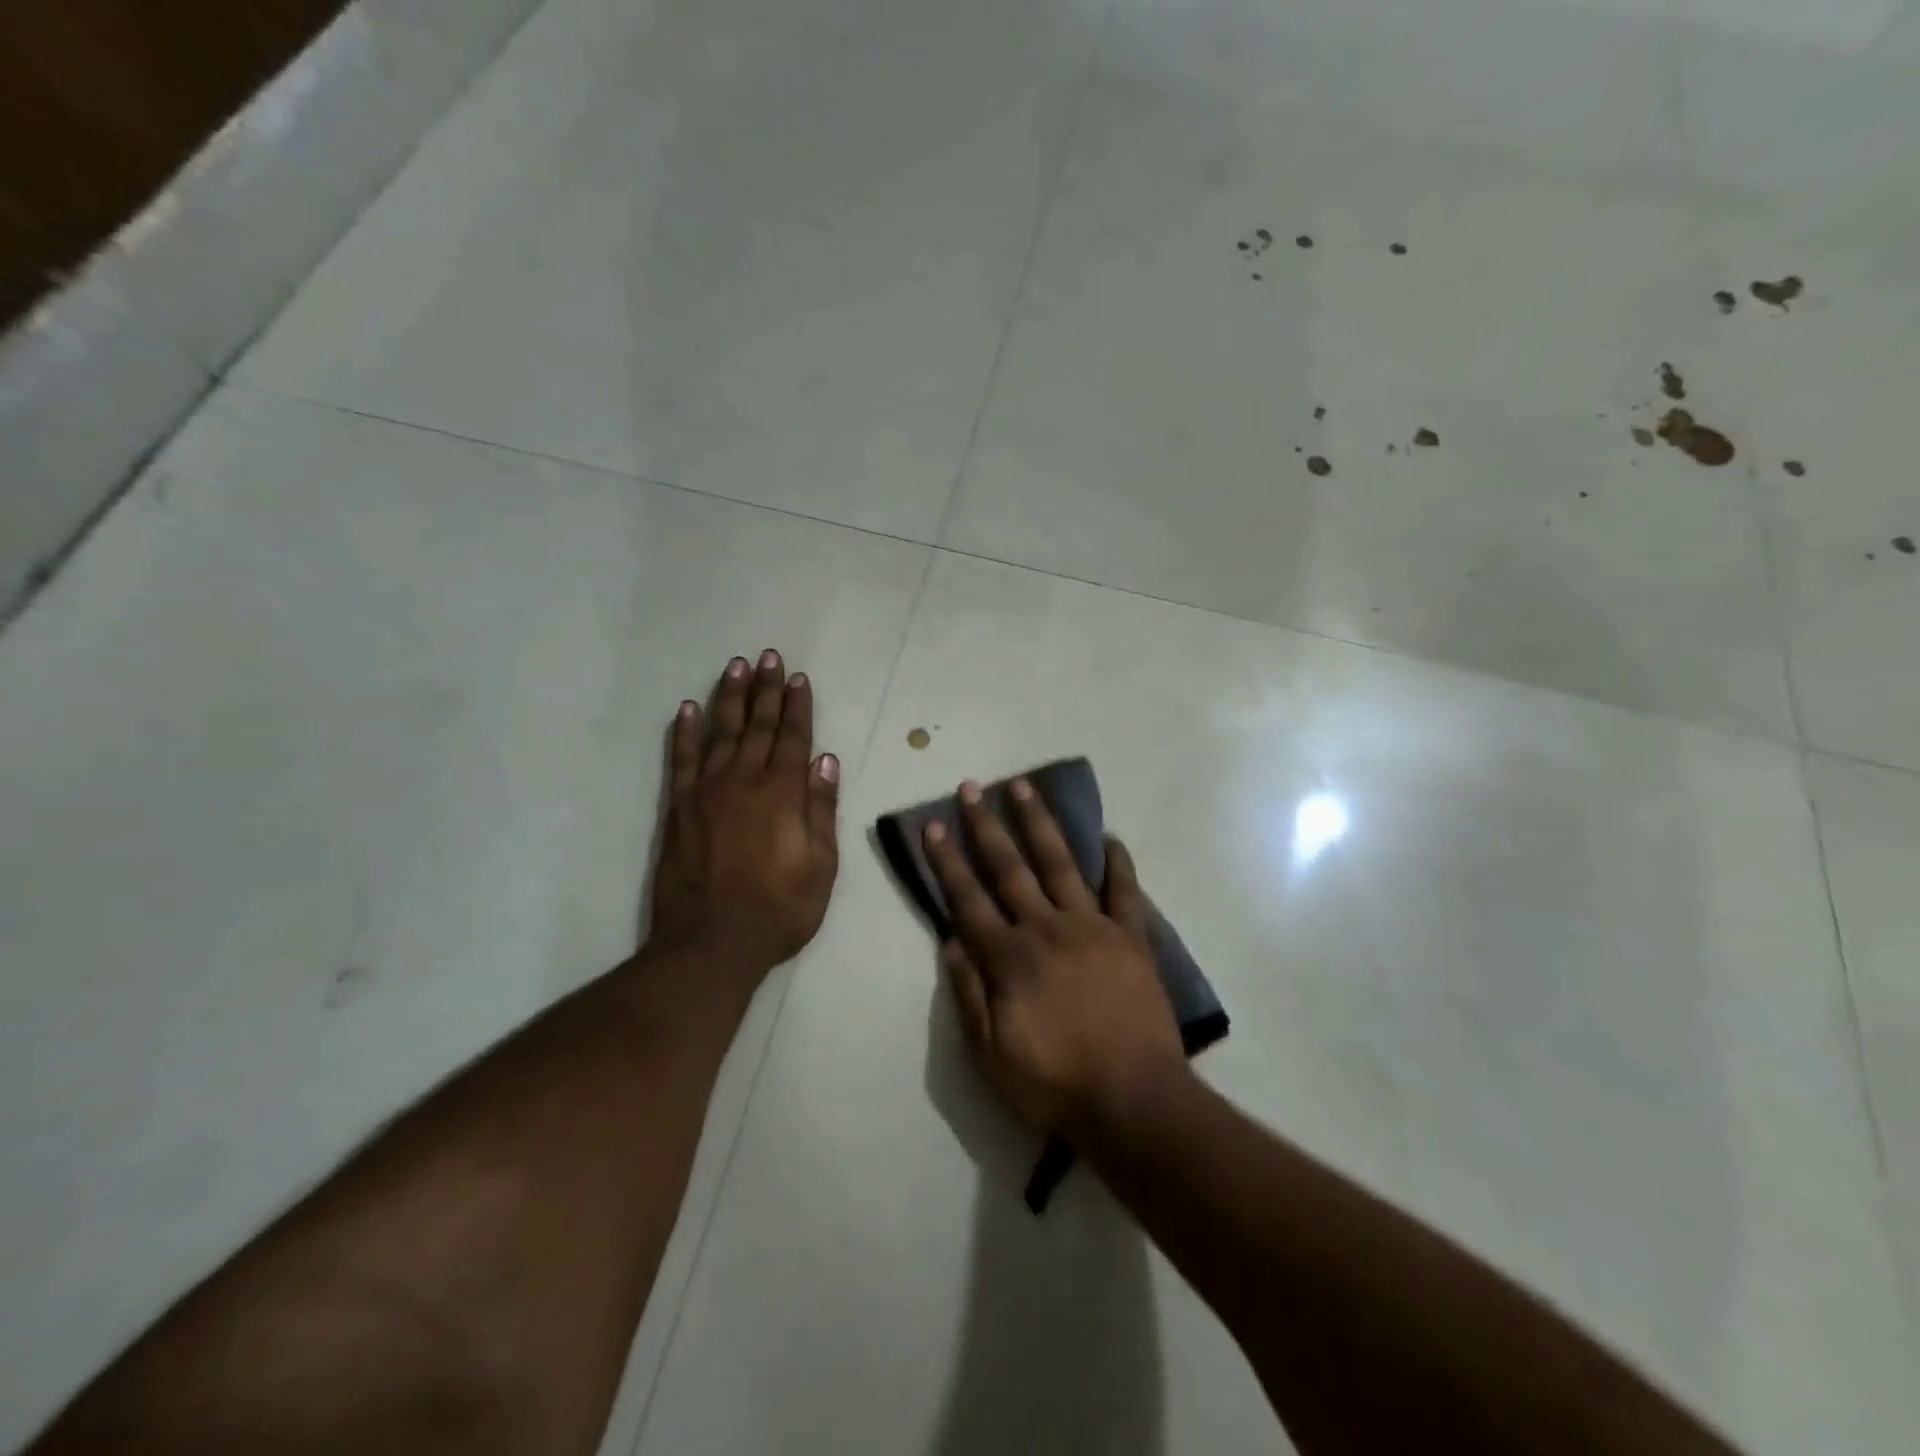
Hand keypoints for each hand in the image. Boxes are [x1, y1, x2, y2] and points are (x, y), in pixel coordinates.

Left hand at [648, 651, 840, 978]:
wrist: (713, 942)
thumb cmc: (780, 909)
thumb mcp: (822, 865)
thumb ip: (822, 809)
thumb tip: (826, 761)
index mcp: (784, 793)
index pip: (794, 738)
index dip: (797, 706)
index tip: (798, 677)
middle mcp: (745, 781)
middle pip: (758, 726)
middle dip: (765, 689)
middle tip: (767, 656)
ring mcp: (707, 791)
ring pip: (721, 732)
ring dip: (729, 698)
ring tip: (735, 667)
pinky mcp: (679, 808)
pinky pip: (682, 760)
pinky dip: (684, 732)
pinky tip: (688, 709)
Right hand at [925, 778, 1187, 1139]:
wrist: (1134, 1101)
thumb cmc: (1055, 1084)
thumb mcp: (991, 1055)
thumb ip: (968, 994)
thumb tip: (950, 941)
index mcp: (1010, 958)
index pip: (968, 899)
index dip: (947, 861)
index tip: (933, 824)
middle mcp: (1047, 928)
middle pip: (1010, 868)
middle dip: (986, 826)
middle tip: (972, 787)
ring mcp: (1093, 927)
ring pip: (1061, 864)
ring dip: (1040, 823)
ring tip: (1025, 786)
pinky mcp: (1131, 938)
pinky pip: (1125, 891)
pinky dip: (1118, 863)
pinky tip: (1110, 837)